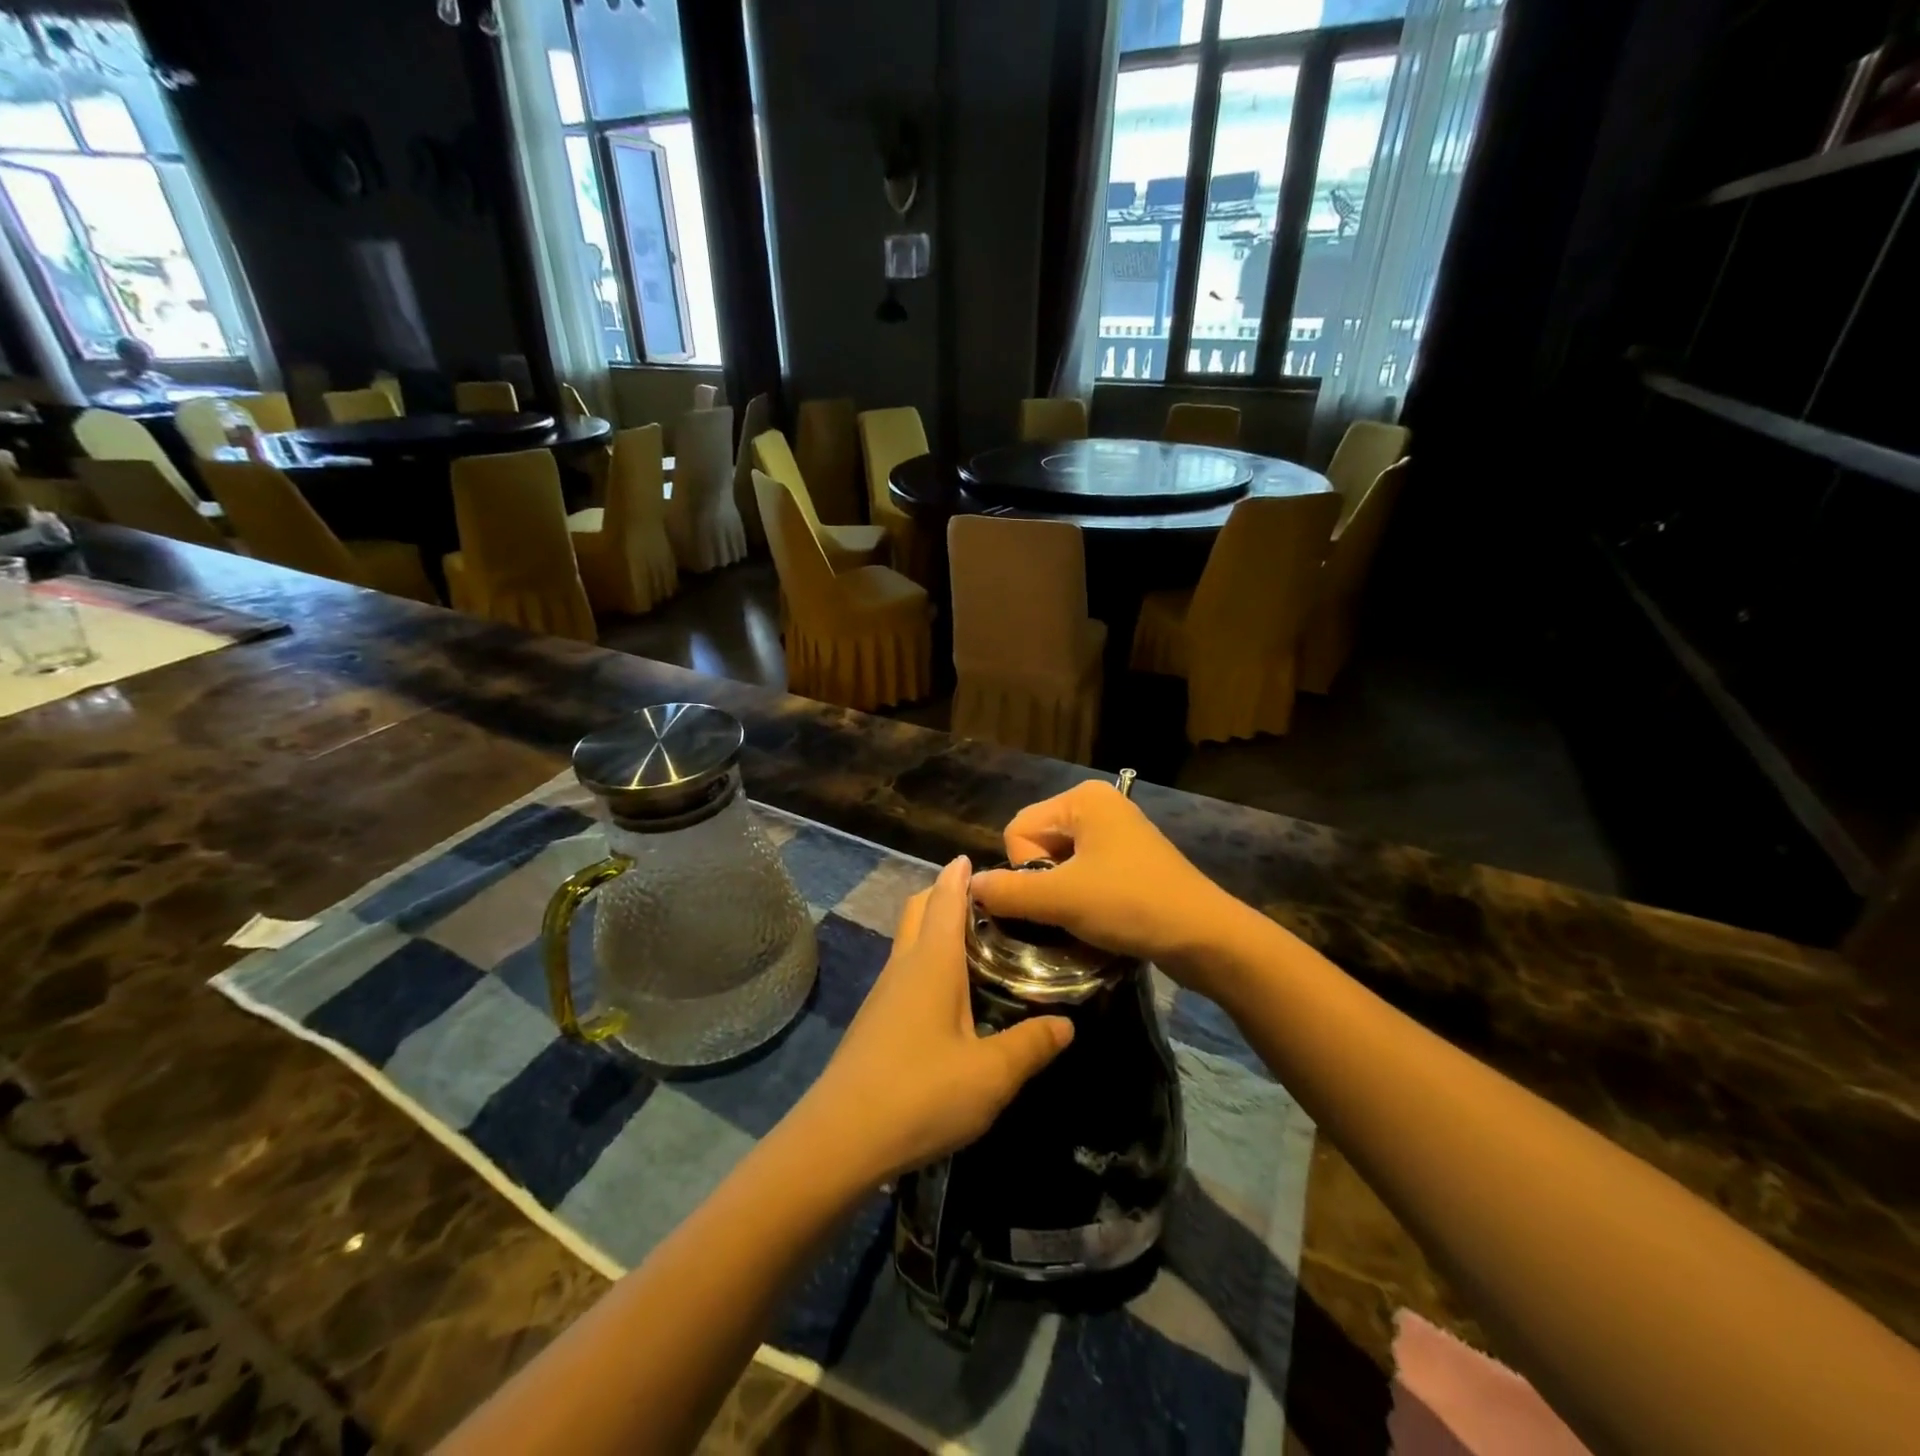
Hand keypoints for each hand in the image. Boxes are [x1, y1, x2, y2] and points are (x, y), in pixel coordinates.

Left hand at [799, 856, 1073, 1187]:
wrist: (840, 1140)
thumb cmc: (920, 1094)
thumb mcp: (990, 1075)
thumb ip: (1031, 1046)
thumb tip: (1067, 1024)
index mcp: (931, 962)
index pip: (944, 899)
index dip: (959, 874)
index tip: (977, 858)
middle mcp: (903, 966)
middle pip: (918, 909)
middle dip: (943, 893)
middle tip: (985, 901)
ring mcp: (882, 994)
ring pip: (908, 941)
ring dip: (933, 928)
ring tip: (976, 943)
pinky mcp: (873, 1022)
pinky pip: (903, 972)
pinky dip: (925, 962)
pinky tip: (949, 995)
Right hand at [970, 781, 1236, 977]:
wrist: (1206, 938)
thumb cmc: (1131, 905)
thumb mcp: (1062, 899)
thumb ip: (1008, 892)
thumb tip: (969, 887)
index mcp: (1082, 799)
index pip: (1017, 831)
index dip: (1025, 870)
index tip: (1057, 896)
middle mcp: (1099, 806)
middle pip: (1037, 847)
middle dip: (1043, 885)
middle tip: (1069, 912)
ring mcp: (1117, 835)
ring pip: (1059, 867)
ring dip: (1061, 899)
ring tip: (1083, 922)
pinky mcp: (1129, 863)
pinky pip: (1084, 877)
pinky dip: (1082, 901)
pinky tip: (1097, 923)